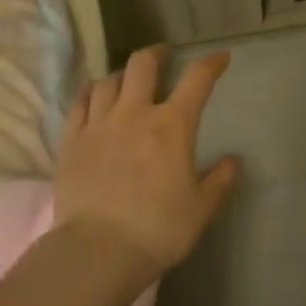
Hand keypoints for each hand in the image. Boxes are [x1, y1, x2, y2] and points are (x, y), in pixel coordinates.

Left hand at [55, 46, 240, 274]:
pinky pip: (79, 103)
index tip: (221, 58)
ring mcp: (98, 124)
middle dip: (158, 54)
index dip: (212, 64)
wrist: (97, 251)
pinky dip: (91, 94)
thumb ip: (220, 181)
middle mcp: (134, 114)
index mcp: (172, 126)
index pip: (197, 80)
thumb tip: (234, 161)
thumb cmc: (158, 230)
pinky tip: (95, 98)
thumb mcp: (201, 209)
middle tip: (165, 57)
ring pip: (108, 80)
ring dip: (123, 74)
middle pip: (143, 64)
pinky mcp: (71, 141)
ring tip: (128, 81)